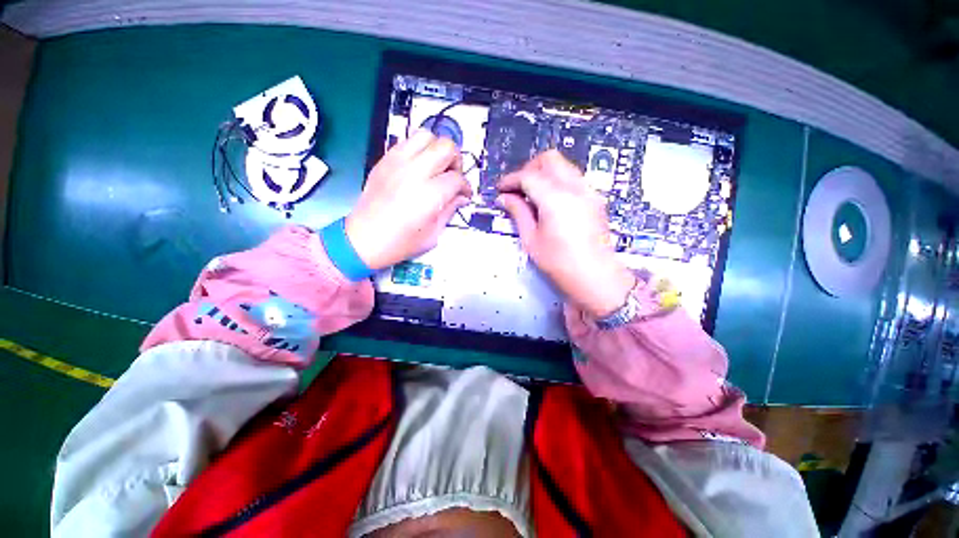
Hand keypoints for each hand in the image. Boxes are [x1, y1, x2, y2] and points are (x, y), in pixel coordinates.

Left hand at [346, 130, 471, 269]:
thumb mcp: (433, 234)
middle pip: (445, 147)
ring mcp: (397, 163)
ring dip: (436, 150)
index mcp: (429, 195)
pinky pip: (407, 142)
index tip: (465, 195)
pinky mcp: (384, 161)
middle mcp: (414, 172)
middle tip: (452, 177)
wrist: (363, 240)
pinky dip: (418, 150)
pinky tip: (418, 168)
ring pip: (426, 136)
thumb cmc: (401, 243)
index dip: (465, 187)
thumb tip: (461, 197)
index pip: (457, 178)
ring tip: (435, 168)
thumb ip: (450, 210)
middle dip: (456, 161)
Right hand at [498, 150, 635, 317]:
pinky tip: (549, 202)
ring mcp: (589, 191)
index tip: (500, 189)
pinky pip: (573, 179)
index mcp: (555, 198)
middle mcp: (575, 187)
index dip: (510, 180)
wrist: (595, 278)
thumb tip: (504, 198)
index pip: (528, 176)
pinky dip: (557, 182)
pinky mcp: (595, 199)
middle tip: (517, 189)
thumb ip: (518, 212)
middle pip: (549, 159)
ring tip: (531, 195)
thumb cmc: (559, 263)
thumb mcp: (531, 239)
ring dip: (544, 174)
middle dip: (529, 169)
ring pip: (563, 166)